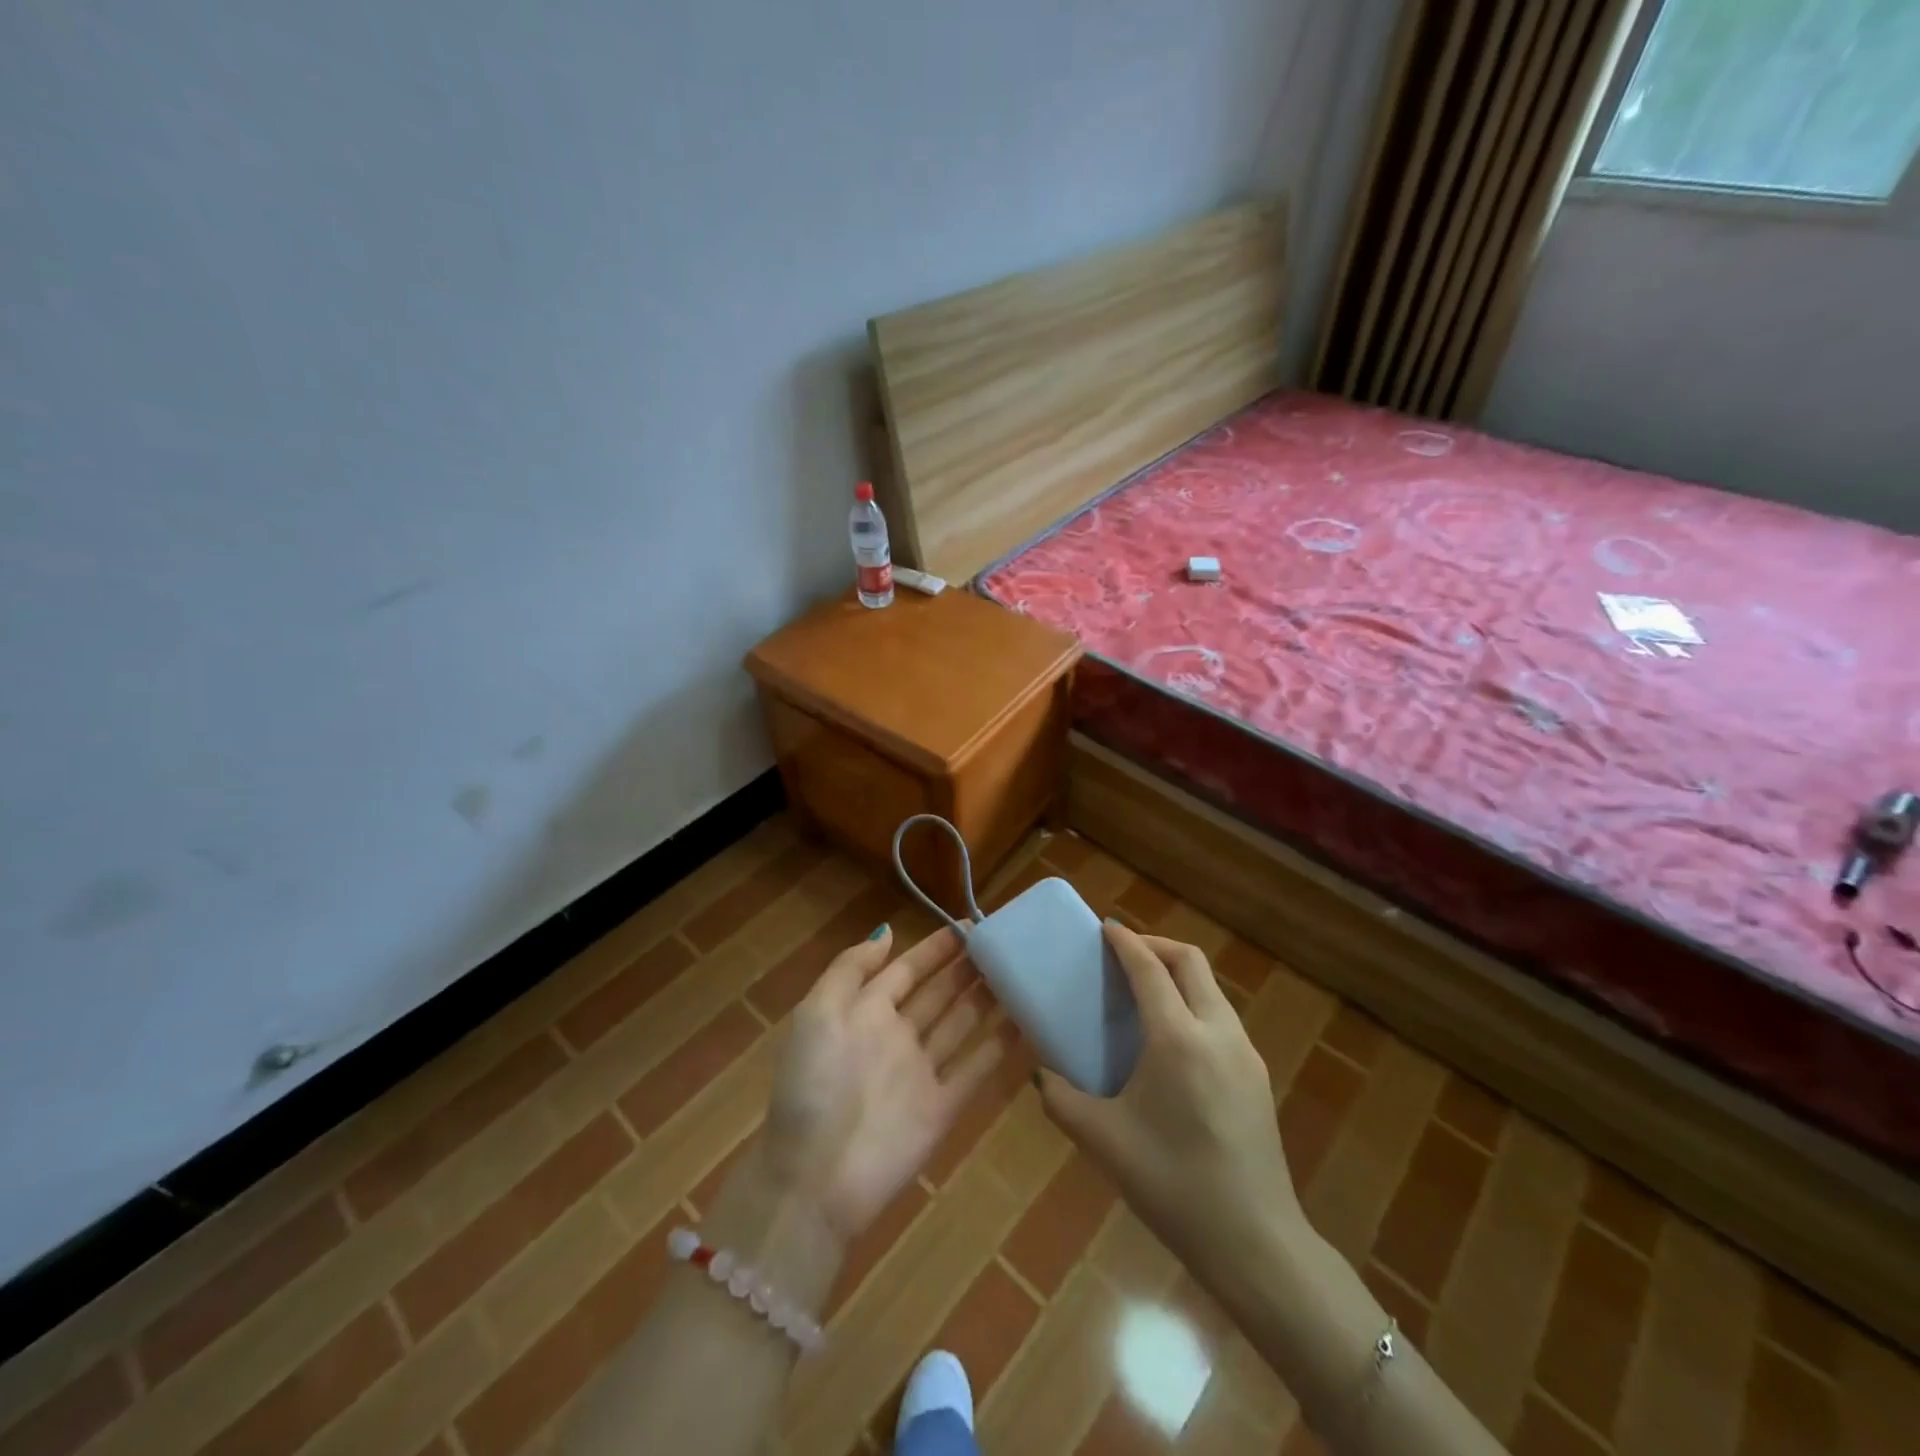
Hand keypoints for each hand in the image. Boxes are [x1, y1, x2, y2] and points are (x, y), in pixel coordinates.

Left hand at [760, 924, 1003, 1241]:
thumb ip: (850, 968)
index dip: (935, 948)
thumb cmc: (814, 1085)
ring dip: (986, 999)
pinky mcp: (943, 1108)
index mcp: (864, 1012)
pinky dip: (999, 1046)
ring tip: (1020, 972)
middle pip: (938, 993)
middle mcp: (896, 1037)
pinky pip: (976, 1068)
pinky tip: (1025, 1022)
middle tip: (1003, 943)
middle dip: (965, 968)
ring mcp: (921, 1073)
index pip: (906, 970)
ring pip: (961, 1024)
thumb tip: (888, 931)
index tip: (968, 925)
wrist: (815, 1179)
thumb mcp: (817, 1013)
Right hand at [1036, 923, 1300, 1275]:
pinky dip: (1194, 1003)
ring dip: (1178, 974)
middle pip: (1190, 962)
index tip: (1105, 928)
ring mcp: (1244, 1053)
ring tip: (1145, 994)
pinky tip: (1173, 1039)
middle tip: (1124, 955)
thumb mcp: (1104, 1141)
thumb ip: (1061, 1099)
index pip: (1150, 968)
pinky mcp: (1258, 1076)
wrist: (1254, 1242)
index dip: (1126, 942)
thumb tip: (1041, 1074)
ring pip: (1211, 988)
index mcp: (1177, 1038)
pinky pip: (1222, 1017)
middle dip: (1156, 947)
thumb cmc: (1172, 1184)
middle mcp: (1217, 1032)